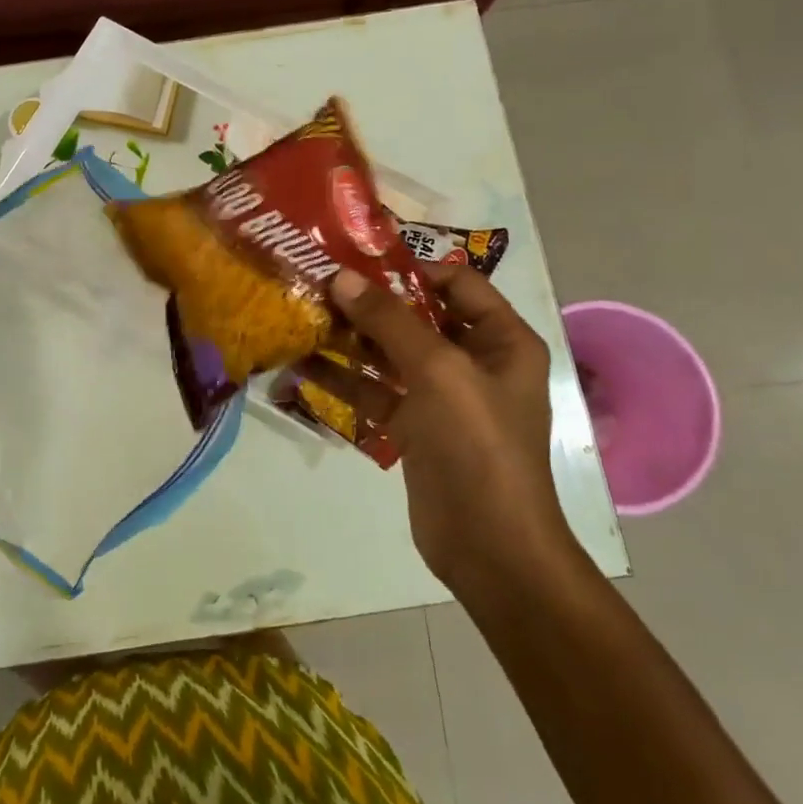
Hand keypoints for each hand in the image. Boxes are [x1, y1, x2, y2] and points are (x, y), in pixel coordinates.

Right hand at [307, 266, 581, 603]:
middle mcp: (474, 360)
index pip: (456, 283)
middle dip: (368, 302)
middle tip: (315, 284)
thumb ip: (390, 321)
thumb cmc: (477, 445)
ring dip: (349, 338)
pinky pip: (375, 391)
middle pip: (417, 316)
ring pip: (390, 353)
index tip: (355, 258)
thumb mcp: (438, 371)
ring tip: (301, 317)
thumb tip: (342, 277)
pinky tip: (301, 365)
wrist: (489, 545)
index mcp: (501, 339)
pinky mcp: (414, 426)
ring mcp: (442, 396)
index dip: (409, 268)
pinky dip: (343, 379)